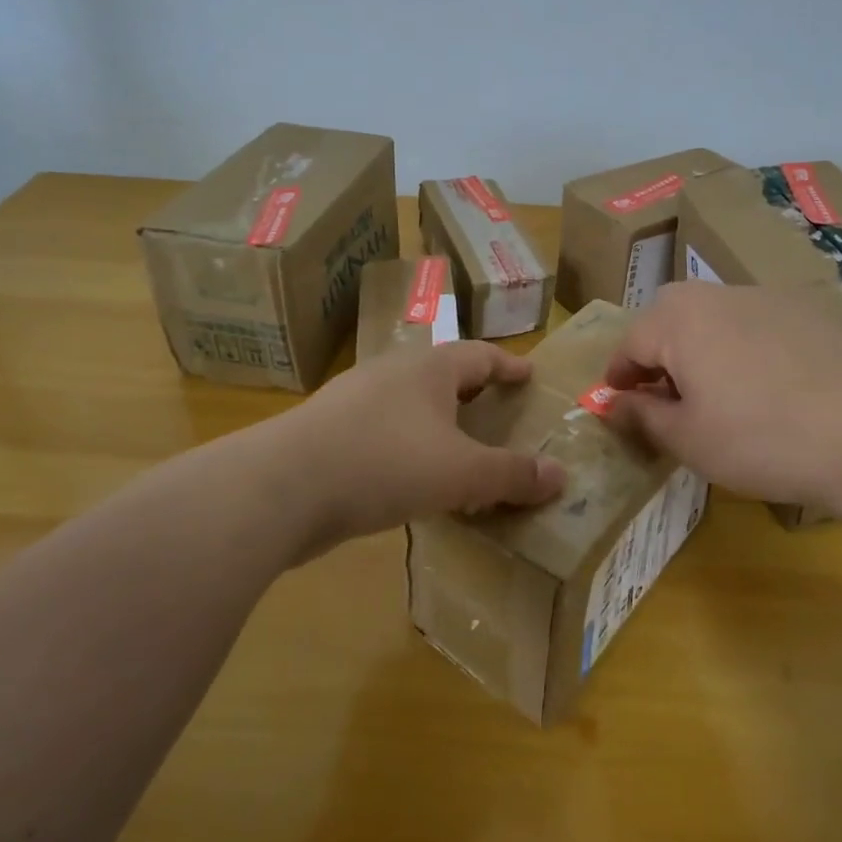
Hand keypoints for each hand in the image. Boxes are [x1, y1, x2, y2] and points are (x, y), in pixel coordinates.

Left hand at [269, 340, 566, 555]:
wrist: (281, 487)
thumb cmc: (385, 463)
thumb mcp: (461, 473)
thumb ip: (512, 474)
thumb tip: (561, 476)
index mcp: (428, 368)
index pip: (480, 354)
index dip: (509, 366)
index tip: (530, 376)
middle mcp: (391, 373)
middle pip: (443, 374)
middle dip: (473, 392)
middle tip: (498, 411)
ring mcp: (354, 400)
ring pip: (410, 403)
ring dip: (438, 421)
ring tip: (459, 447)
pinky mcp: (328, 432)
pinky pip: (383, 431)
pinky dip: (408, 445)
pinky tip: (411, 477)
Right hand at [604, 282, 841, 510]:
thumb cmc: (759, 440)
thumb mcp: (687, 439)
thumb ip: (641, 415)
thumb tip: (612, 403)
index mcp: (679, 320)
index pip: (630, 342)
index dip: (618, 375)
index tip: (617, 402)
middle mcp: (718, 294)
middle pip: (669, 316)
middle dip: (656, 352)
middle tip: (661, 394)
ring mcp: (766, 298)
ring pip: (712, 315)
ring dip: (697, 345)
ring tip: (710, 389)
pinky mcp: (805, 312)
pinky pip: (752, 321)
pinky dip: (739, 345)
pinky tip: (761, 384)